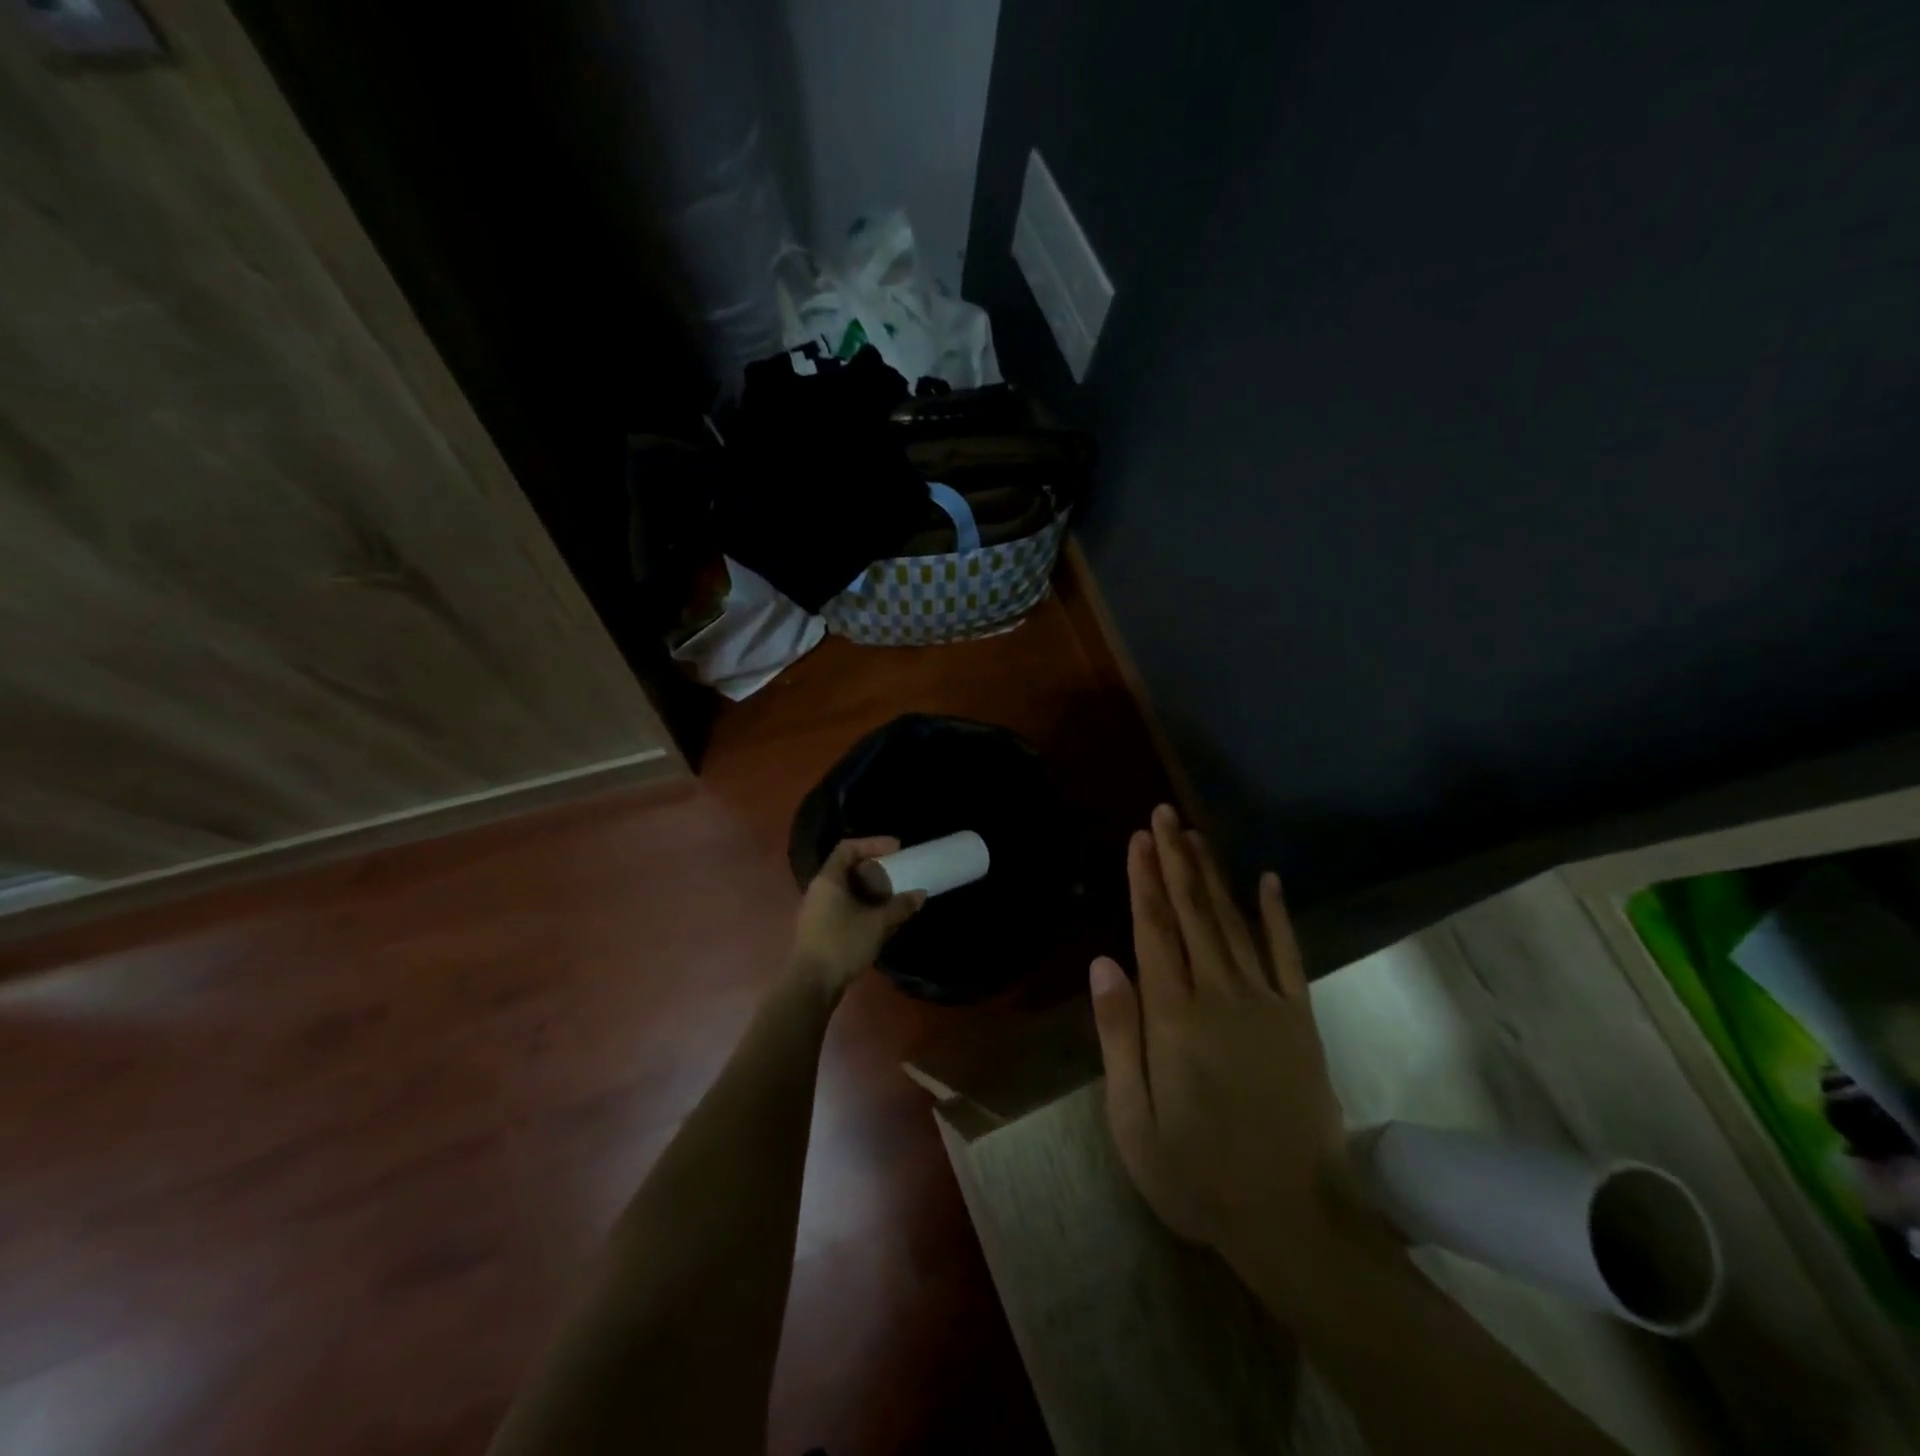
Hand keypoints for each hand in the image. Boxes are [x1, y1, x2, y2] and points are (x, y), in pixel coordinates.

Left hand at [792, 838, 925, 1000]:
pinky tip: (879, 919)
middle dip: (875, 868)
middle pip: (847, 867)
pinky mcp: (819, 928)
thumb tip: (920, 893)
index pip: (848, 848)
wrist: (810, 985)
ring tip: (893, 896)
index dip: (873, 843)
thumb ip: (900, 906)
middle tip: (898, 873)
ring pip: (846, 889)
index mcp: (828, 880)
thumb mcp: (877, 924)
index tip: (897, 849)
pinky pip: (843, 905)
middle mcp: (819, 889)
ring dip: (870, 889)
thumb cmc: (842, 945)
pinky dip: (862, 905)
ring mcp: (816, 909)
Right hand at [1090, 805, 1393, 1311]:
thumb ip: (1118, 1035)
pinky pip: (1289, 955)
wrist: (1293, 1218)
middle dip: (1175, 860)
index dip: (1143, 880)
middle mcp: (1220, 994)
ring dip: (1212, 876)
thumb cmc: (1196, 1174)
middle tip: (1165, 815)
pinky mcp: (1300, 1019)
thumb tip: (1103, 962)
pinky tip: (1268, 881)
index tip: (1138, 839)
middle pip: (1192, 913)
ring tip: (1196, 836)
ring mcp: (1266, 1003)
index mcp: (1174, 1017)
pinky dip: (1277, 915)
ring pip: (1233, 923)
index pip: (1154, 930)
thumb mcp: (1134, 1119)